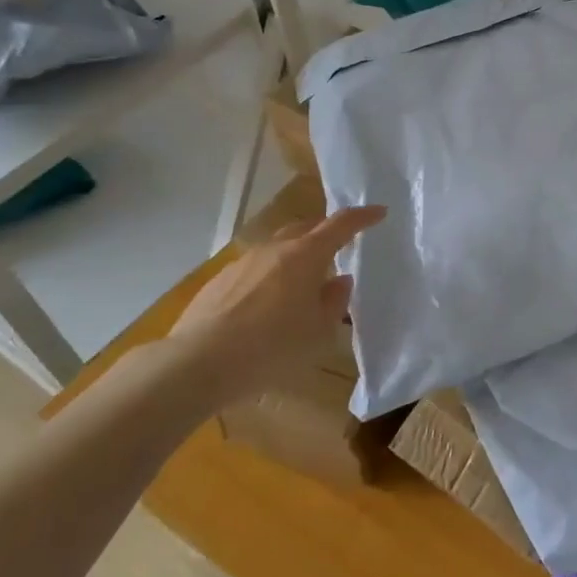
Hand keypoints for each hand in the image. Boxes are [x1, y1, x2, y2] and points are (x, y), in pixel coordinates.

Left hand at [164, 205, 385, 411]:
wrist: (196, 364)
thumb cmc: (270, 348)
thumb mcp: (317, 332)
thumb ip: (334, 302)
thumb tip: (339, 281)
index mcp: (305, 256)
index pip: (340, 224)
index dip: (363, 217)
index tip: (379, 212)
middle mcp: (274, 249)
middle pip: (305, 229)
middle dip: (324, 233)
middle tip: (338, 248)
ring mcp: (243, 263)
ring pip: (277, 249)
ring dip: (295, 258)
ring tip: (301, 285)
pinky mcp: (219, 281)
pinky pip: (254, 270)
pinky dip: (269, 278)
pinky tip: (265, 307)